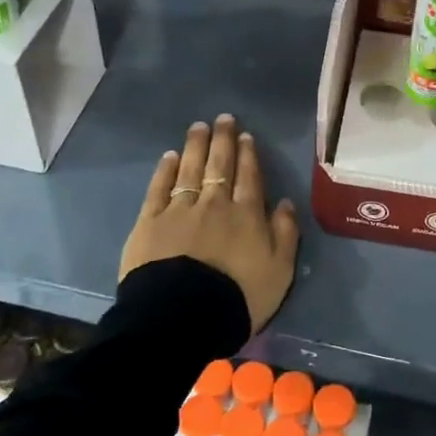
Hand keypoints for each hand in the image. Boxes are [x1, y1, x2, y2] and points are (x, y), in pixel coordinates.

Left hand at [120, 115, 300, 333]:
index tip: (245, 135)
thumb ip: (285, 234)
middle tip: (223, 119)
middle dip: (222, 141)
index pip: (249, 177)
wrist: (183, 316)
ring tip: (198, 127)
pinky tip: (170, 156)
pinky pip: (159, 188)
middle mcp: (215, 203)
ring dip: (196, 146)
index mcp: (247, 214)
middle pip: (220, 166)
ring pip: (190, 169)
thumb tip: (284, 202)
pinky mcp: (150, 222)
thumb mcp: (279, 271)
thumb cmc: (238, 297)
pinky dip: (165, 170)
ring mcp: (180, 210)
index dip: (247, 155)